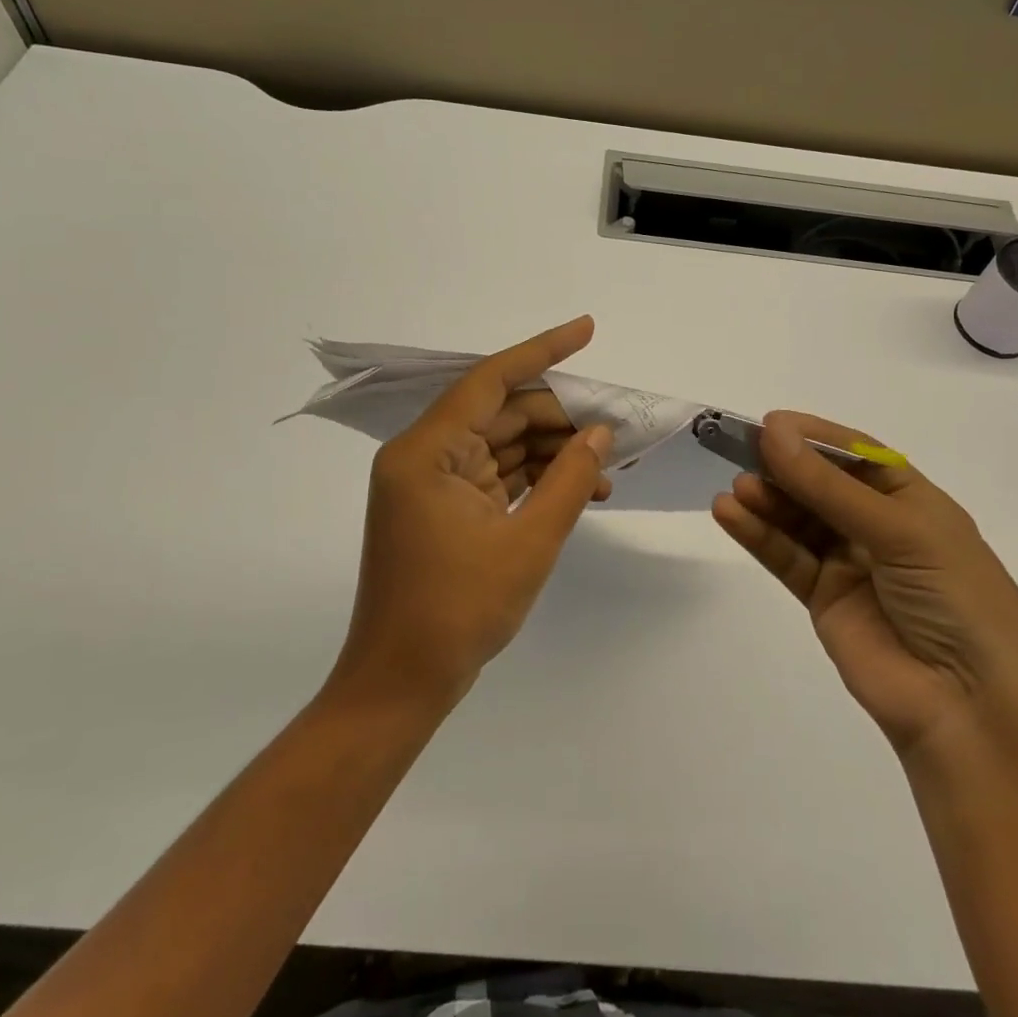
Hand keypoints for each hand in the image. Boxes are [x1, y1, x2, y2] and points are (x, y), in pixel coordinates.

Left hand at [331, 316, 613, 708]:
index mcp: (426, 452)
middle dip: (561, 419)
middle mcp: (423, 456)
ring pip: (503, 444)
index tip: (586, 330)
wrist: (400, 685)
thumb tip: (601, 434)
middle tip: (616, 431)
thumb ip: (570, 481)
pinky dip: (536, 479)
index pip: (491, 381)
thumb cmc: (458, 613)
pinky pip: (497, 475)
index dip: (543, 351)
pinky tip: (582, 489)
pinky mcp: (443, 508)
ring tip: (608, 467)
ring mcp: (432, 483)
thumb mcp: (528, 543)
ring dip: (554, 453)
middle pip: (502, 414)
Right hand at [713, 412, 1017, 761]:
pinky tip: (729, 514)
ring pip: (799, 519)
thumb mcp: (901, 532)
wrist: (968, 710)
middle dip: (784, 465)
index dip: (815, 436)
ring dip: (767, 500)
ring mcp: (850, 563)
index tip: (771, 423)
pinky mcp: (823, 598)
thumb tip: (773, 432)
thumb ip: (829, 487)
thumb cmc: (955, 600)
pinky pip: (786, 557)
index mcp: (913, 501)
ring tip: (736, 489)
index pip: (857, 455)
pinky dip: (758, 535)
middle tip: (739, 449)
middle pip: (822, 484)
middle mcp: (879, 526)